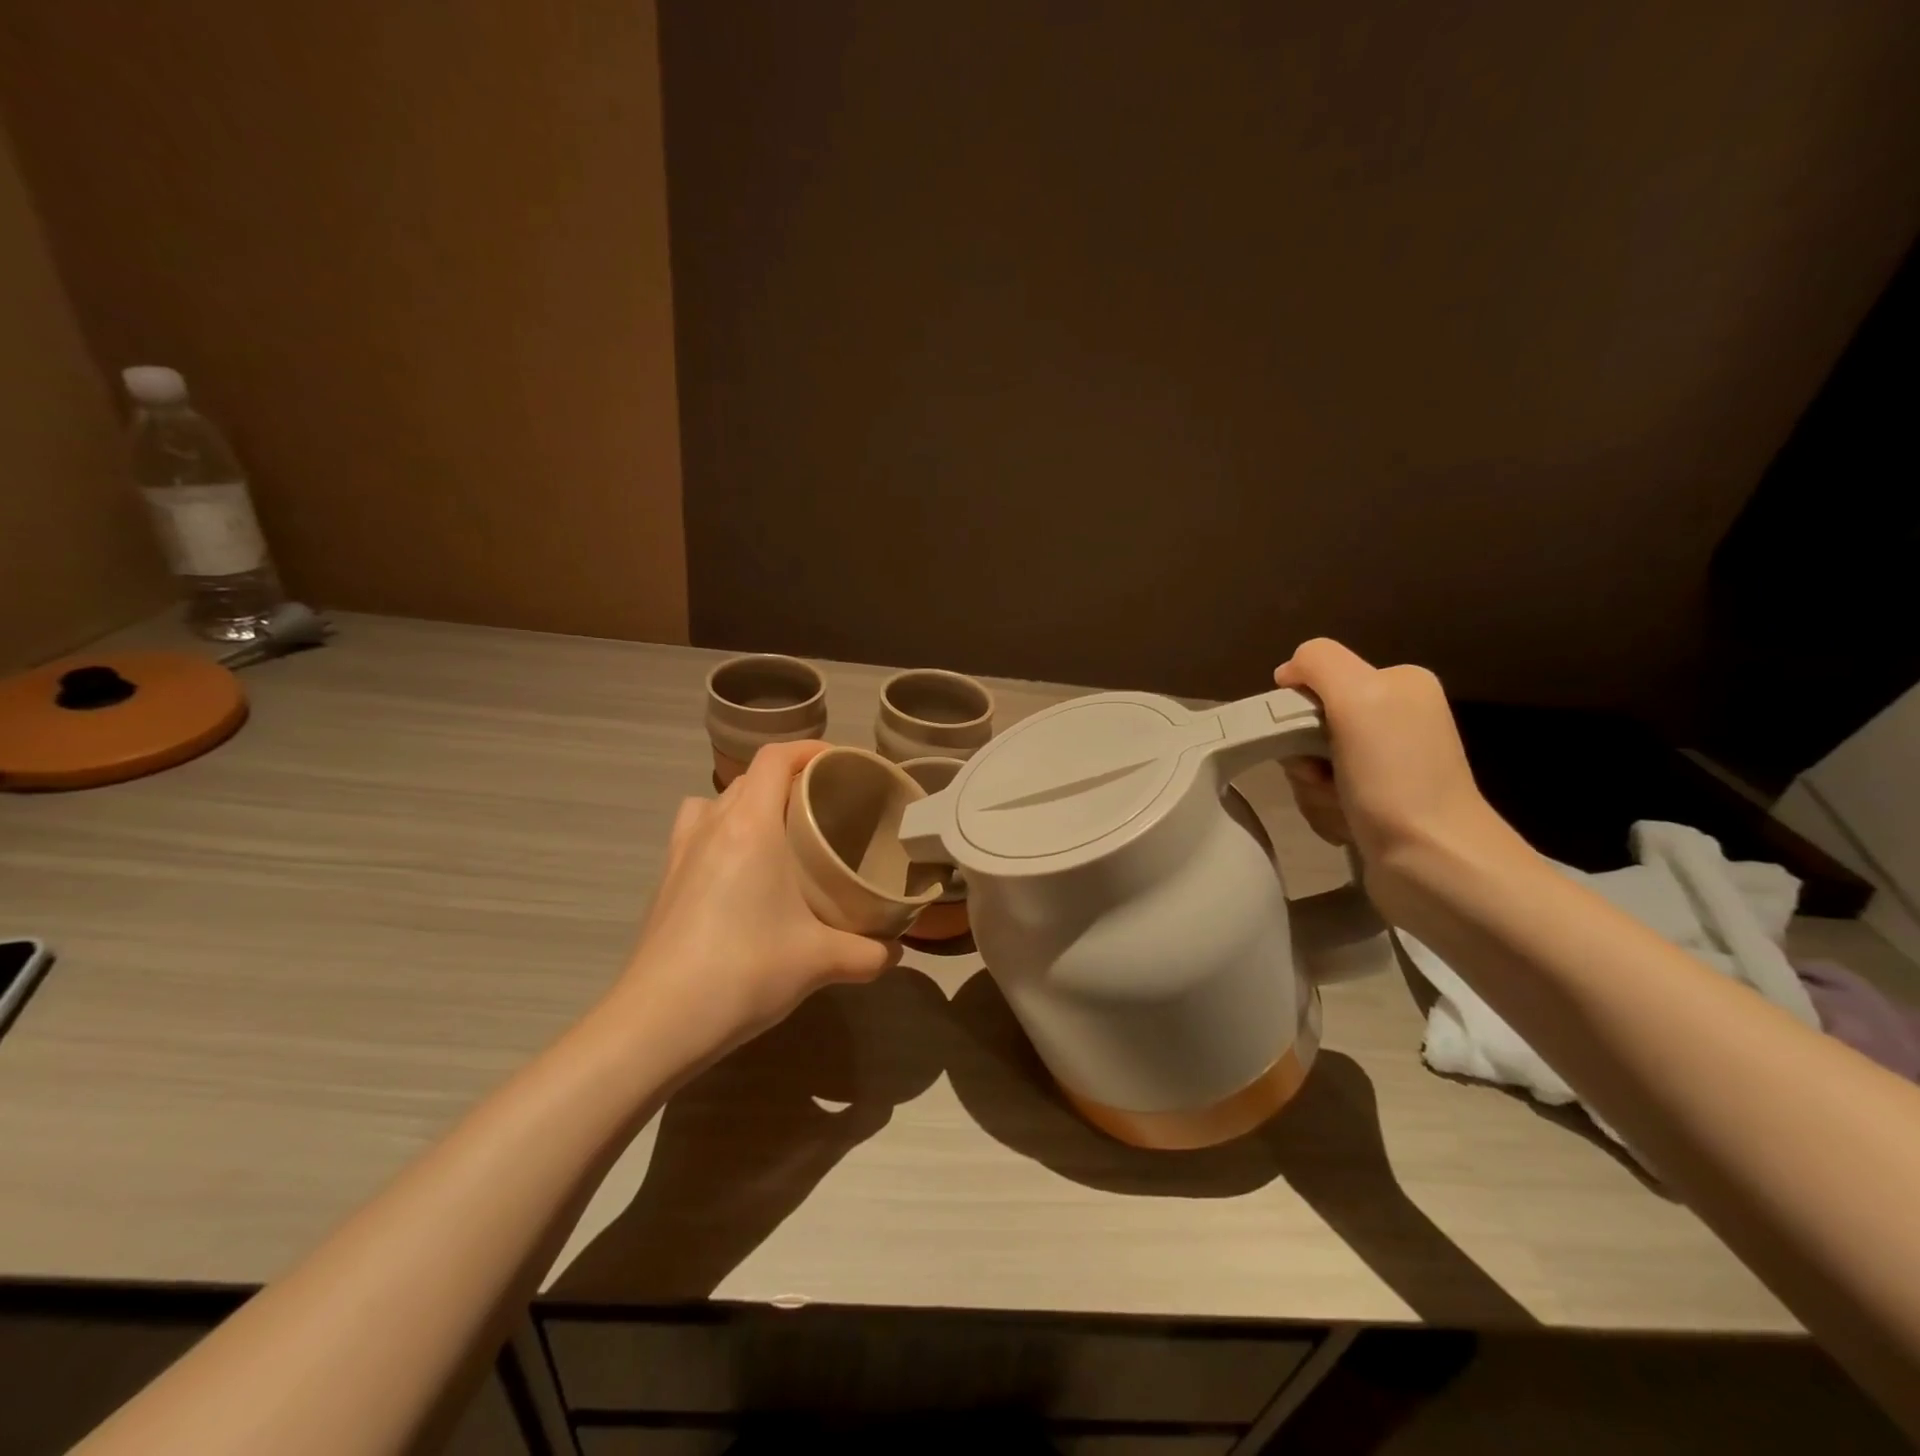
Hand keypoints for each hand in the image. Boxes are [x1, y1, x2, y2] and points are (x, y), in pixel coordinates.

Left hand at [607, 741, 899, 1071]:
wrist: (658, 1022)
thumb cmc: (744, 970)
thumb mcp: (820, 961)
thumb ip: (868, 953)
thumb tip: (895, 953)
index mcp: (750, 826)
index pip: (775, 758)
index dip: (809, 749)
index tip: (840, 764)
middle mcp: (712, 826)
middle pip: (749, 777)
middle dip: (787, 779)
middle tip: (823, 806)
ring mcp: (680, 852)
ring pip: (715, 802)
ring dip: (746, 803)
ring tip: (776, 833)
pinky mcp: (664, 882)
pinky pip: (695, 833)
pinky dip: (719, 833)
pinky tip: (739, 874)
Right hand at [1274, 639, 1512, 874]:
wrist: (1434, 862)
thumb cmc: (1395, 777)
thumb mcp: (1358, 696)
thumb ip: (1318, 663)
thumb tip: (1287, 673)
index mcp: (1398, 684)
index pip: (1315, 680)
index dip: (1298, 711)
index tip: (1307, 740)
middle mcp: (1396, 718)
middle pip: (1308, 725)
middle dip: (1303, 757)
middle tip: (1323, 778)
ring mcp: (1386, 764)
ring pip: (1310, 764)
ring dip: (1312, 789)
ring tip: (1341, 808)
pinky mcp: (1376, 803)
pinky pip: (1323, 795)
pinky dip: (1325, 811)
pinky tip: (1348, 824)